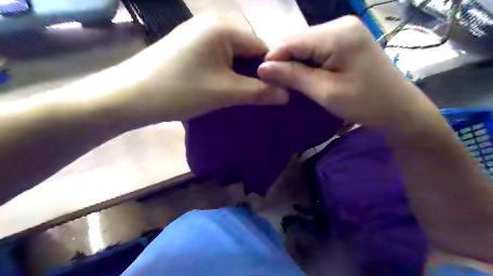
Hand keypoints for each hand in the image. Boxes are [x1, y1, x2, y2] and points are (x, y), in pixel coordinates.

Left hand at [117, 14, 289, 122]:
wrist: (131, 95)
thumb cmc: (180, 91)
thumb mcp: (225, 93)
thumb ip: (259, 92)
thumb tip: (287, 95)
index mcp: (225, 27)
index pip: (263, 48)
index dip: (269, 71)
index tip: (272, 92)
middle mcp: (213, 21)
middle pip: (248, 48)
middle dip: (253, 72)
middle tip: (250, 95)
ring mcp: (199, 30)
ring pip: (234, 52)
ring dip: (238, 72)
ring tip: (234, 91)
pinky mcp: (190, 42)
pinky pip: (219, 53)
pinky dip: (225, 69)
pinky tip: (219, 83)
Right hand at [259, 16, 442, 134]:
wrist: (398, 109)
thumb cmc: (365, 103)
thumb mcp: (325, 92)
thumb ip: (293, 76)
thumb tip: (261, 68)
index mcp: (337, 34)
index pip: (291, 41)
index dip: (272, 59)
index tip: (261, 80)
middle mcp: (339, 24)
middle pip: (296, 40)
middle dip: (282, 61)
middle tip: (275, 84)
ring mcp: (343, 30)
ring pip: (303, 45)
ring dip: (292, 63)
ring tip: (287, 82)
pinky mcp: (344, 40)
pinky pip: (314, 48)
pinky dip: (305, 63)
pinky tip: (302, 76)